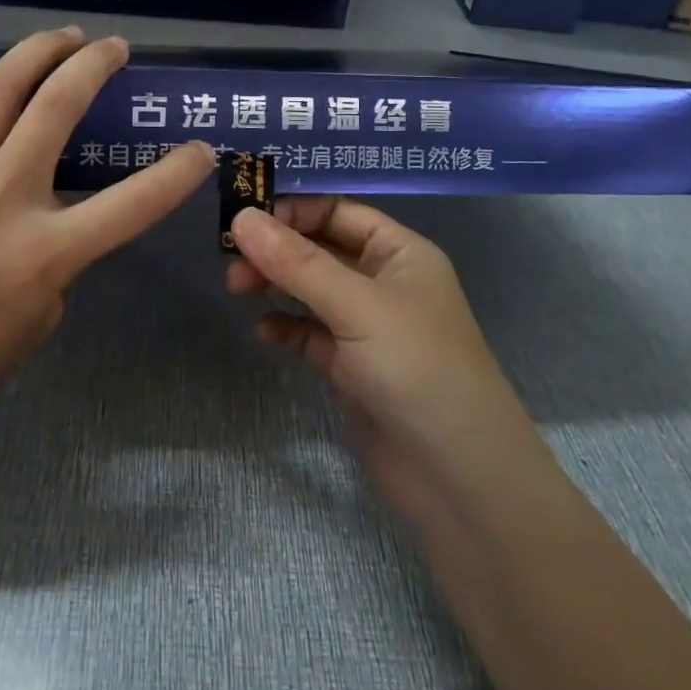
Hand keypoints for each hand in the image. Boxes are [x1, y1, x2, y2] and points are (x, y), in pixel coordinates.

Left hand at [0, 21, 213, 447]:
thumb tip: (58, 206)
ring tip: (65, 34)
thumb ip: (62, 253)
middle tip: (113, 49)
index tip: (201, 149)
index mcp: (45, 252)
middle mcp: (0, 200)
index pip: (133, 202)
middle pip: (58, 107)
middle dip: (96, 65)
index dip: (178, 172)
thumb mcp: (45, 313)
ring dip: (39, 51)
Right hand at [226, 199, 539, 499]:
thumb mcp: (357, 306)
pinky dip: (285, 327)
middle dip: (276, 249)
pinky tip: (264, 333)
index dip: (292, 210)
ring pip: (310, 290)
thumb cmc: (418, 370)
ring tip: (236, 290)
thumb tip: (241, 217)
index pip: (338, 211)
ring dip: (275, 284)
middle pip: (319, 248)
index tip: (243, 218)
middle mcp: (384, 282)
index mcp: (401, 253)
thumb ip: (297, 263)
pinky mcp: (351, 368)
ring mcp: (367, 327)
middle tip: (231, 261)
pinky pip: (309, 333)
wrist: (459, 479)